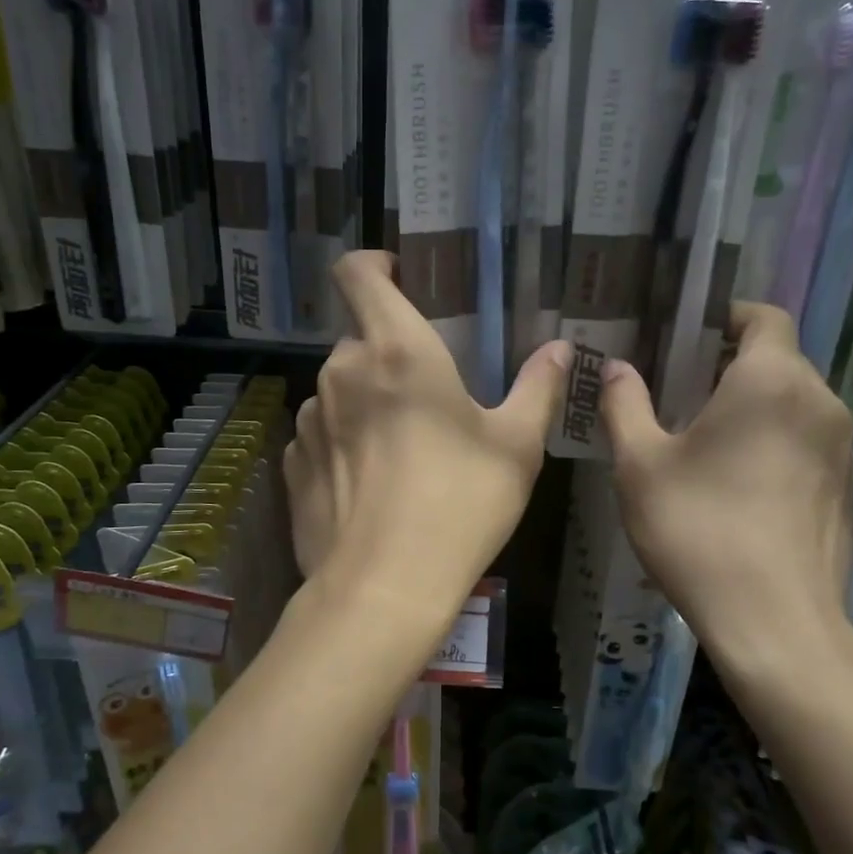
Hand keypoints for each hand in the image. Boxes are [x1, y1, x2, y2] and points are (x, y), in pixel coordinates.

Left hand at [284, 252, 569, 628]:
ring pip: (340, 389)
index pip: (358, 272)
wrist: (383, 590)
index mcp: (396, 350)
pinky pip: (321, 434)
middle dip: (392, 355)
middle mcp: (341, 372)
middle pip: (361, 339)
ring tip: (403, 450)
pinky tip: (372, 486)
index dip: (374, 264)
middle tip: (430, 396)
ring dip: (367, 402)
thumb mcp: (516, 446)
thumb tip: (559, 349)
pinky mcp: (293, 464)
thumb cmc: (460, 505)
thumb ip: (537, 388)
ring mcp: (309, 418)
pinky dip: (344, 443)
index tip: (401, 277)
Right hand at [601, 303, 852, 678]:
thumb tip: (616, 369)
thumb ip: (624, 405)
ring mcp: (843, 449)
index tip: (690, 337)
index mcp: (772, 381)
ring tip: (707, 439)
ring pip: (796, 403)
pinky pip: (809, 443)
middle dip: (733, 364)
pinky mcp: (848, 491)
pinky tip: (740, 485)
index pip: (765, 317)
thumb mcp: (640, 465)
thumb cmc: (698, 530)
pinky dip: (777, 443)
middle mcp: (820, 402)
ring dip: (755, 406)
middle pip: (780, 360)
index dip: (729, 317)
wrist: (774, 623)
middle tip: (682, 390)